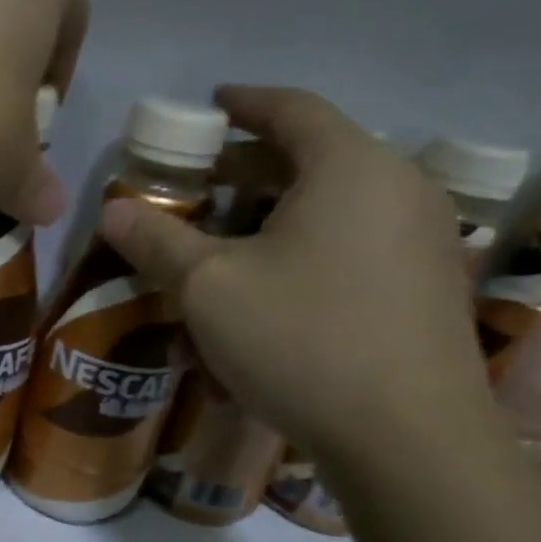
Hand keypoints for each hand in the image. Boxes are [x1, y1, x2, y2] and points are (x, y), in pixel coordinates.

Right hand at [101, 86, 497, 466]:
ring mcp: (424, 241)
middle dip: (251, 167)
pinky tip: (272, 297)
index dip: (245, 103)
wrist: (409, 439)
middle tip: (202, 182)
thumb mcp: (208, 287)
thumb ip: (157, 241)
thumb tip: (113, 210)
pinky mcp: (427, 289)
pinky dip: (308, 252)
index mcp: (350, 168)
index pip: (293, 109)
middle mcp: (399, 190)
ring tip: (228, 244)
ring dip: (276, 216)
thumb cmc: (301, 339)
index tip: (212, 104)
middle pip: (315, 157)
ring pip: (335, 208)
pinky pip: (356, 248)